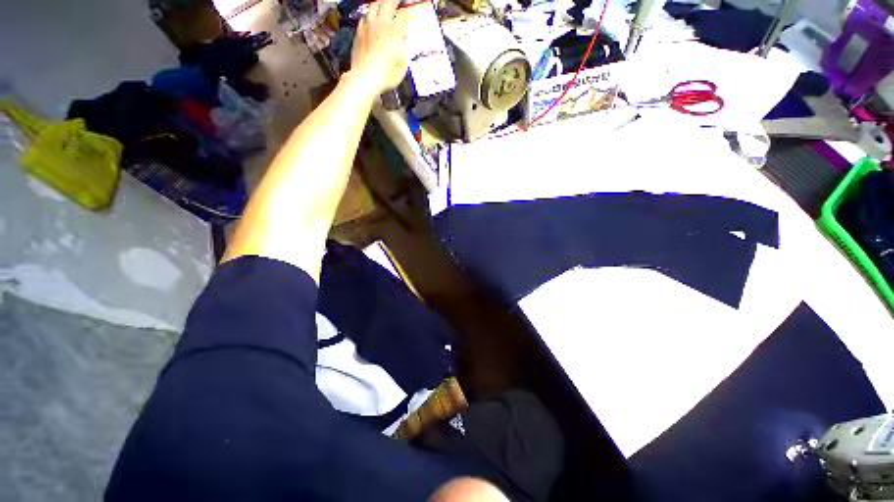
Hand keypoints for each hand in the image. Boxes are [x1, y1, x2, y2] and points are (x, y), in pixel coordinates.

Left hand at [350, 0, 409, 95]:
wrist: (365, 78)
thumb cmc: (385, 74)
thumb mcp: (403, 63)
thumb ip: (405, 46)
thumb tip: (406, 38)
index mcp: (394, 30)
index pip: (404, 17)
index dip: (408, 15)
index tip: (411, 15)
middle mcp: (380, 24)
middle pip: (387, 4)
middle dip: (394, 1)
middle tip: (397, 1)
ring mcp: (368, 27)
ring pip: (373, 6)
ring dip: (380, 3)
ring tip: (383, 3)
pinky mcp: (359, 33)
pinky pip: (364, 17)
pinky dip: (369, 15)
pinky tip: (369, 17)